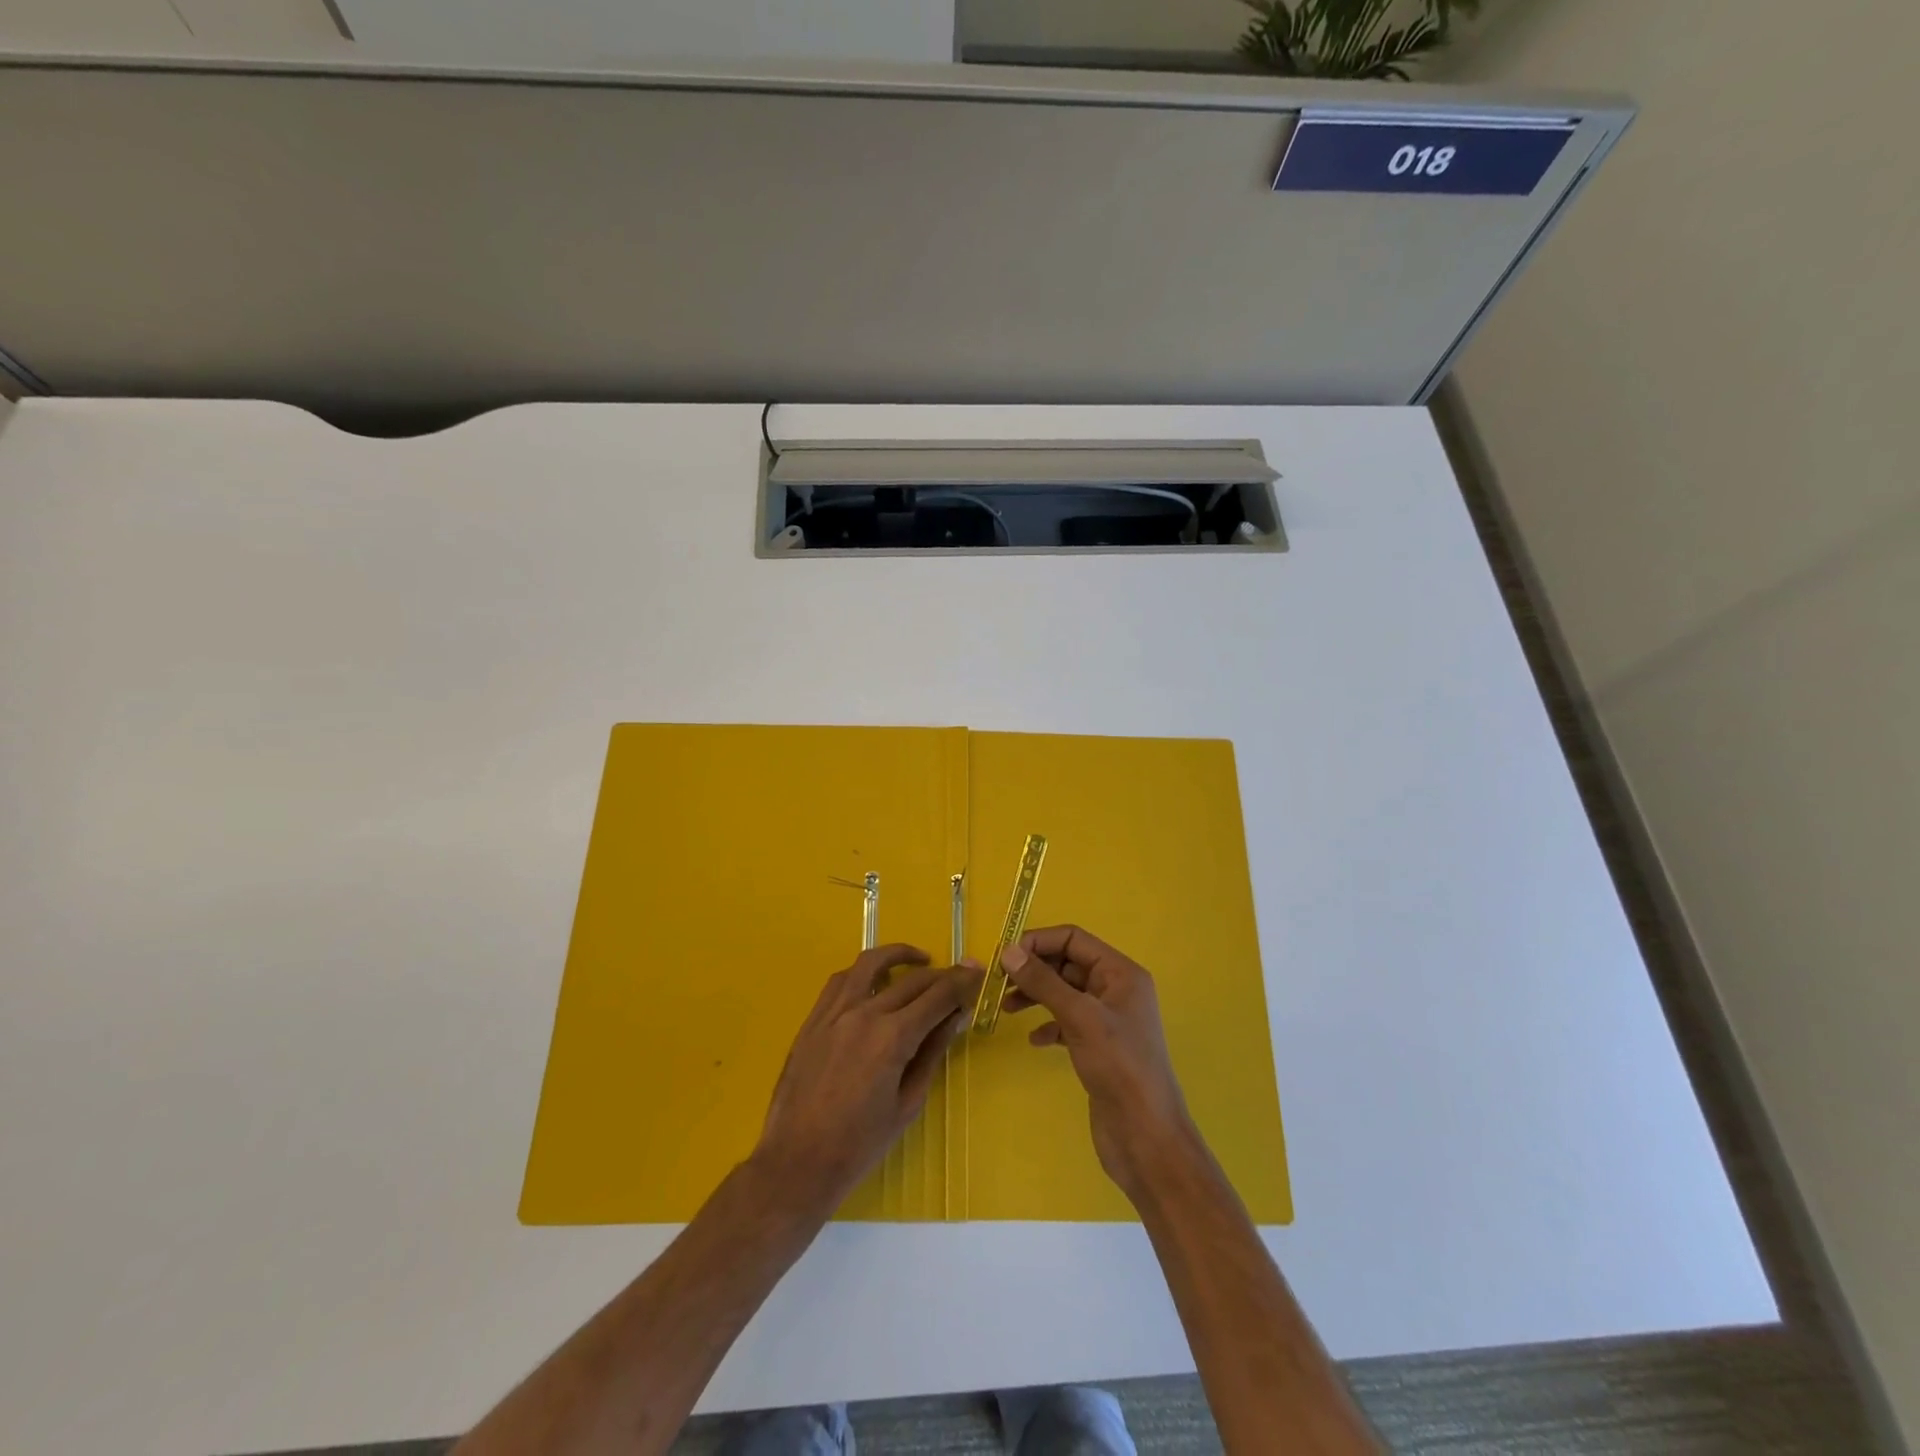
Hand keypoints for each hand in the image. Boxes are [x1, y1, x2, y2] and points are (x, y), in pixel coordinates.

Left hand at [753, 945, 979, 1212]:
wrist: (797, 1162)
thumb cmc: (860, 1144)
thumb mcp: (908, 1103)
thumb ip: (932, 1053)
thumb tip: (955, 1017)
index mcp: (892, 1038)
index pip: (938, 996)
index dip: (962, 983)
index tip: (978, 976)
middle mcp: (864, 1014)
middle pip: (912, 979)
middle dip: (942, 975)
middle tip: (960, 977)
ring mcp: (834, 1012)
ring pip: (871, 964)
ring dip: (900, 955)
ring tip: (920, 961)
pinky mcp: (813, 1019)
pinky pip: (841, 980)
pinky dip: (864, 972)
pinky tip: (876, 980)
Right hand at [1000, 926, 1197, 1202]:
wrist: (1146, 1137)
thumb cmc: (1119, 1067)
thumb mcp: (1079, 1017)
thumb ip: (1044, 982)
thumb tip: (1010, 951)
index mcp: (1121, 973)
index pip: (1075, 939)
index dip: (1039, 942)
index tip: (1005, 955)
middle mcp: (1117, 990)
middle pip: (1068, 964)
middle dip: (1035, 969)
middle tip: (999, 982)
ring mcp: (1108, 1020)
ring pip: (1065, 993)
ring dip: (1036, 995)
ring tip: (1007, 1008)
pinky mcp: (1099, 1047)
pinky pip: (1067, 1023)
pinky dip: (1048, 1025)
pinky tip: (1034, 1040)